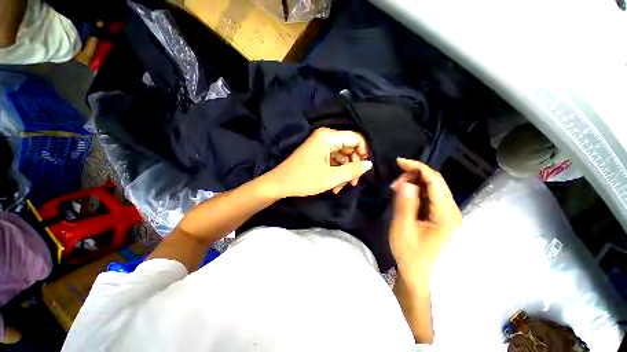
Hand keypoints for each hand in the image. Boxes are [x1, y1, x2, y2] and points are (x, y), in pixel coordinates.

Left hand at [268, 128, 372, 197]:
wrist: (280, 184)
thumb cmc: (304, 179)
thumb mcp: (331, 177)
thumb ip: (353, 170)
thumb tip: (369, 164)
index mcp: (328, 137)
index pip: (356, 138)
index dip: (364, 153)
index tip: (365, 169)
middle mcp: (325, 137)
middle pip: (349, 148)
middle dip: (353, 166)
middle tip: (354, 182)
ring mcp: (321, 145)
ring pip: (342, 156)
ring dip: (344, 172)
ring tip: (341, 187)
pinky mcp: (318, 153)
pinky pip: (333, 160)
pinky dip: (336, 172)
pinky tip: (335, 185)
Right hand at [389, 158, 460, 278]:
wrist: (416, 271)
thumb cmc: (409, 253)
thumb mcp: (402, 228)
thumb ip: (404, 204)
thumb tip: (406, 182)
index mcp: (446, 214)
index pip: (435, 181)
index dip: (417, 167)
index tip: (398, 161)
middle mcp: (451, 210)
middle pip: (434, 181)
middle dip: (413, 175)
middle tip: (394, 183)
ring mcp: (446, 212)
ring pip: (431, 186)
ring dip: (413, 182)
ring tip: (396, 189)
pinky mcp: (439, 214)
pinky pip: (428, 195)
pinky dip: (414, 190)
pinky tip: (403, 194)